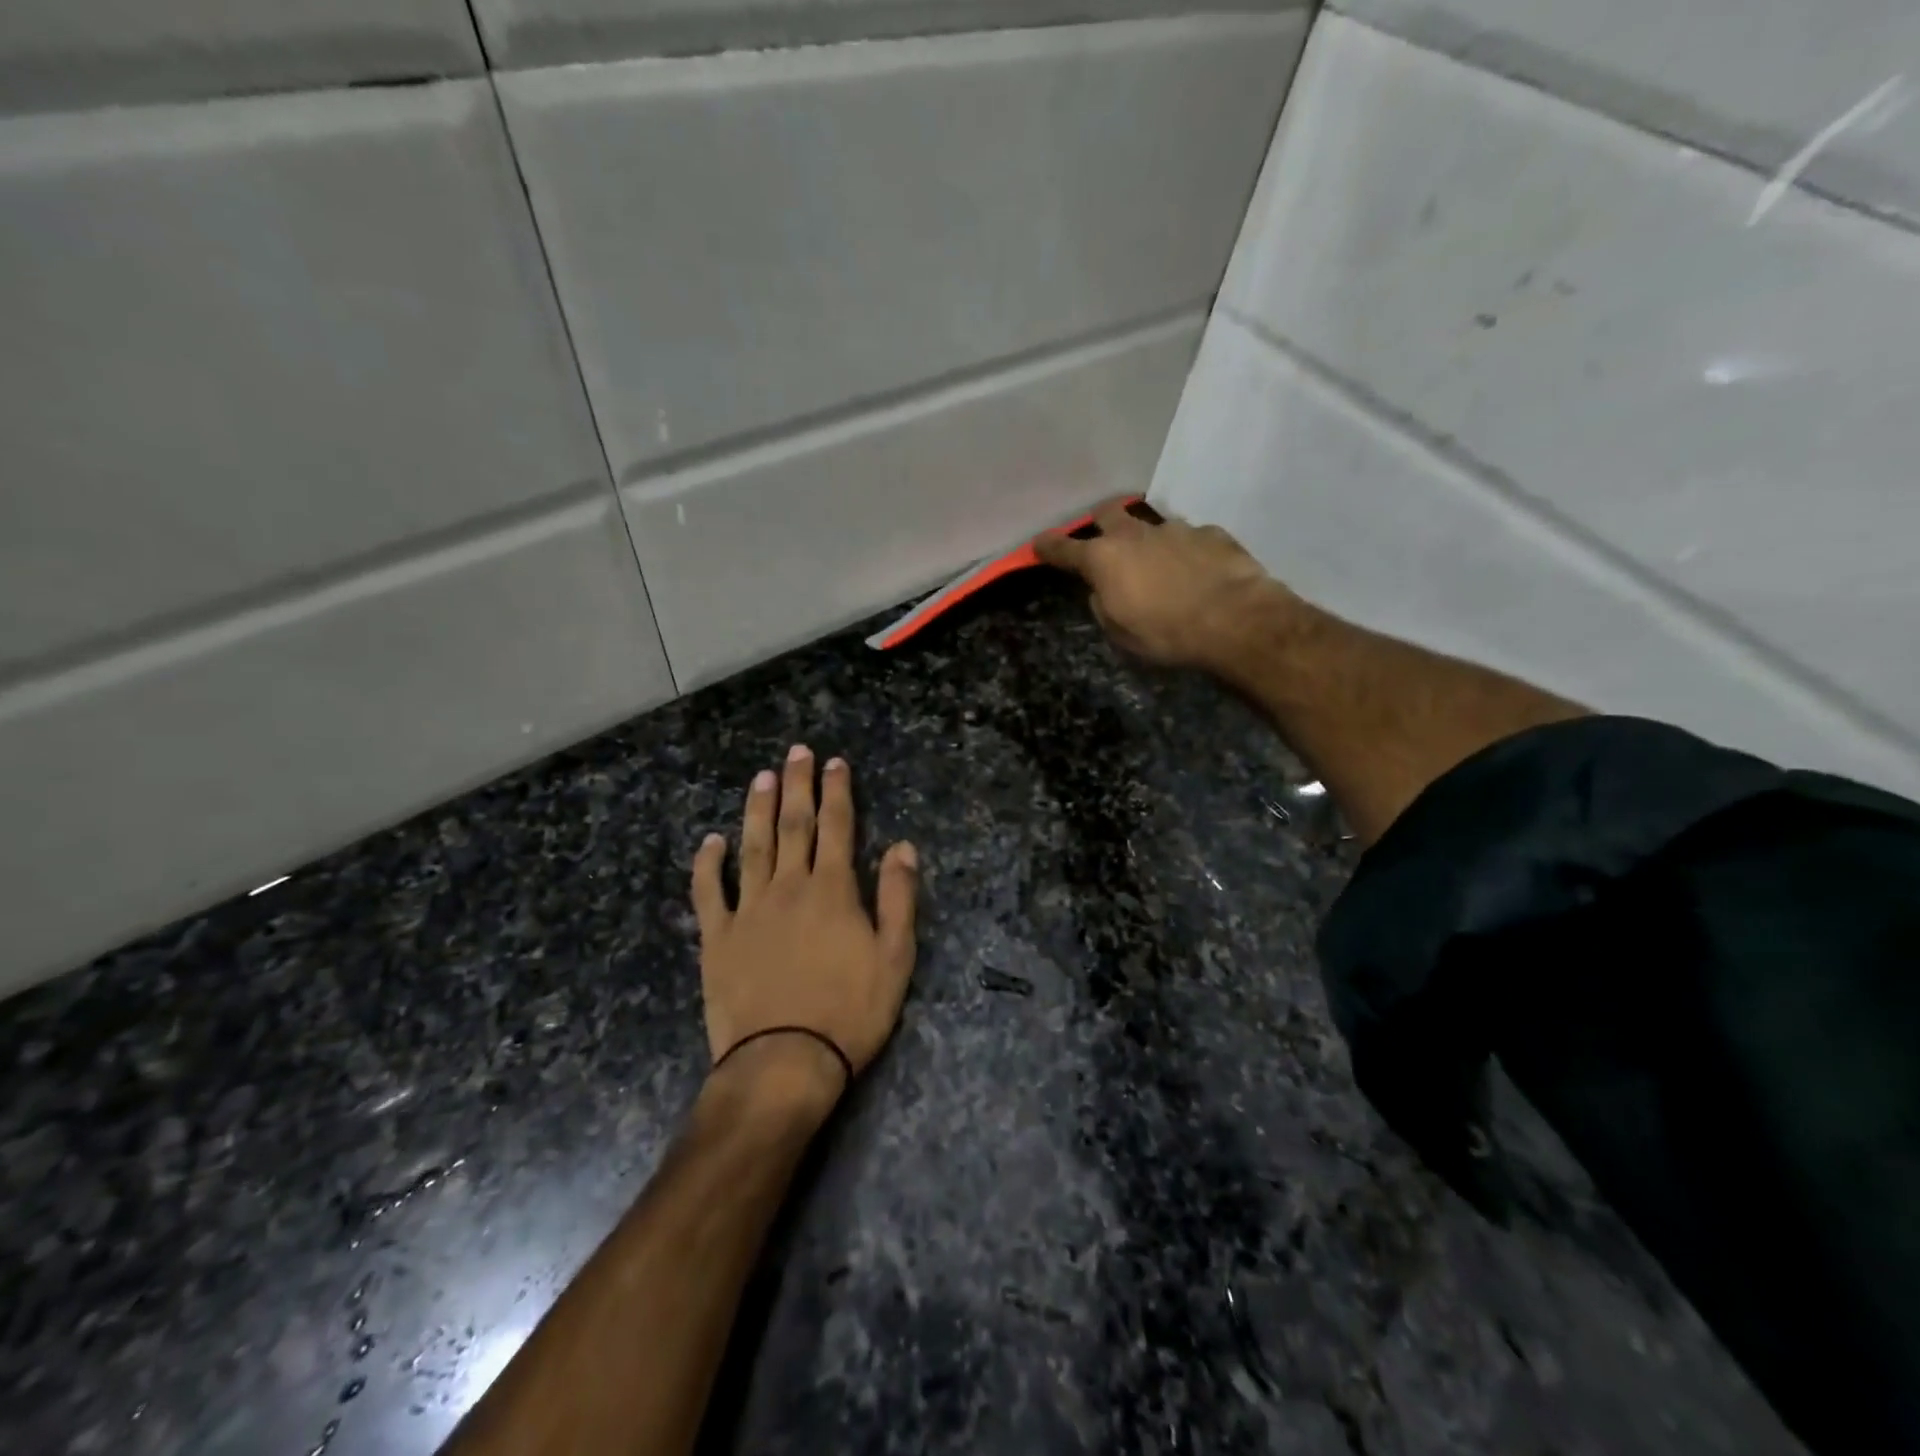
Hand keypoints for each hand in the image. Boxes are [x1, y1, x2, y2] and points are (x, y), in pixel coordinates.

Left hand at [692, 747, 919, 1096]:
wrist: (783, 1062)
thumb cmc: (849, 1012)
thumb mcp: (895, 958)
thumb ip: (899, 898)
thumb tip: (902, 846)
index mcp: (833, 890)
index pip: (837, 828)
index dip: (837, 792)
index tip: (835, 763)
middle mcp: (789, 887)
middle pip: (794, 825)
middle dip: (797, 785)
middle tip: (796, 752)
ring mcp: (749, 909)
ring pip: (754, 847)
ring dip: (758, 809)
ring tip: (761, 777)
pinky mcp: (718, 936)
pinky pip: (710, 892)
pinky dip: (709, 864)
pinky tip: (711, 841)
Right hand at [1033, 499, 1287, 669]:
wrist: (1234, 620)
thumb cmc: (1166, 634)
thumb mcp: (1120, 633)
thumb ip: (1104, 605)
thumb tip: (1103, 591)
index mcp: (1104, 559)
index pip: (1065, 548)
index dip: (1049, 547)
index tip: (1039, 543)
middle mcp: (1135, 534)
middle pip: (1109, 512)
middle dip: (1102, 521)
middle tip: (1106, 538)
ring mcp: (1176, 529)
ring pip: (1152, 525)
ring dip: (1150, 540)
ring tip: (1162, 566)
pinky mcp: (1211, 533)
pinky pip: (1190, 538)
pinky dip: (1188, 552)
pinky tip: (1199, 572)